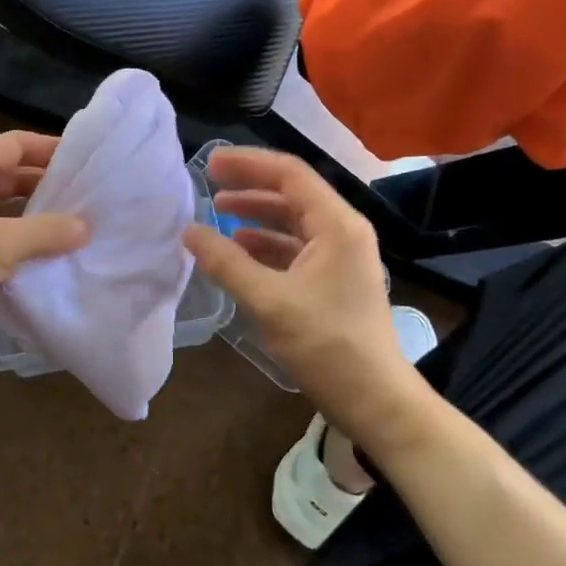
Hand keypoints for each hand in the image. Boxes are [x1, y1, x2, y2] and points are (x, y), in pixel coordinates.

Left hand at [0, 131, 88, 364]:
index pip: (14, 144)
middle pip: (8, 174)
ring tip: (73, 226)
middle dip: (46, 186)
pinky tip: (43, 254)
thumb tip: (85, 227)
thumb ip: (46, 232)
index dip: (50, 149)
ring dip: (32, 216)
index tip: (86, 162)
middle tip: (87, 198)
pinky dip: (15, 239)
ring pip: (0, 206)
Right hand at [184, 147, 432, 455]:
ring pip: (292, 221)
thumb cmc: (327, 346)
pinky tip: (239, 251)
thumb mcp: (270, 302)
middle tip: (208, 183)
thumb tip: (189, 231)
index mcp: (337, 225)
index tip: (210, 164)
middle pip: (291, 193)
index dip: (248, 163)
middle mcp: (343, 231)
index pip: (290, 174)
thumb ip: (227, 263)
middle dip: (250, 186)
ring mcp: (341, 256)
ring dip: (256, 215)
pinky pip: (295, 247)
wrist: (376, 402)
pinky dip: (266, 244)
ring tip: (218, 213)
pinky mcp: (334, 279)